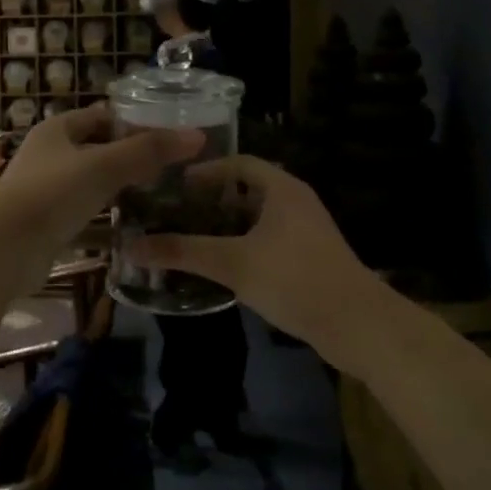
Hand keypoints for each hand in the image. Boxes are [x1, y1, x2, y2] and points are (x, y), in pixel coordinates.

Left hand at [0, 105, 203, 250]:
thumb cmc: (52, 195)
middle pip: (97, 150)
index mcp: (56, 130)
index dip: (134, 122)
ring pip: (91, 185)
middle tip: (172, 169)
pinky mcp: (48, 225)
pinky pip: (85, 217)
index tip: (169, 136)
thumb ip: (149, 151)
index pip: (101, 116)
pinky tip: (135, 230)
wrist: (4, 252)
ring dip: (120, 191)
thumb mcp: (104, 167)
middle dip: (131, 158)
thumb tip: (197, 136)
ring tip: (161, 198)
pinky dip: (106, 222)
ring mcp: (46, 192)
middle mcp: (48, 156)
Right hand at [129, 157, 373, 354]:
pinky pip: (268, 241)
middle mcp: (295, 202)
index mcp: (282, 188)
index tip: (174, 186)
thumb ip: (183, 252)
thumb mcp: (233, 263)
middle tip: (175, 213)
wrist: (359, 326)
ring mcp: (305, 232)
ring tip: (190, 239)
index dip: (206, 170)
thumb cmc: (294, 279)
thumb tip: (131, 247)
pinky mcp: (309, 259)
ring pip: (256, 219)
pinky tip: (221, 267)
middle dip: (210, 201)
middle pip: (246, 190)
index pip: (238, 163)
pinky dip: (242, 246)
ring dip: (226, 227)